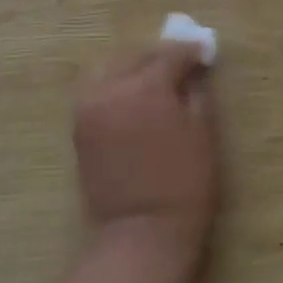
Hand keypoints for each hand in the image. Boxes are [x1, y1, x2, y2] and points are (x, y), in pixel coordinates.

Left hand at [73, 43, 218, 259]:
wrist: (141, 232)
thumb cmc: (185, 183)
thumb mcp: (203, 133)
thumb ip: (197, 93)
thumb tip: (195, 71)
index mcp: (146, 86)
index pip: (170, 54)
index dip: (190, 51)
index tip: (204, 52)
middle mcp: (111, 88)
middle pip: (134, 57)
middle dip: (158, 57)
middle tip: (180, 65)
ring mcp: (88, 108)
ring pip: (109, 70)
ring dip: (131, 69)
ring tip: (153, 82)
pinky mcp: (78, 128)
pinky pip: (96, 92)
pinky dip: (114, 87)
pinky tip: (133, 101)